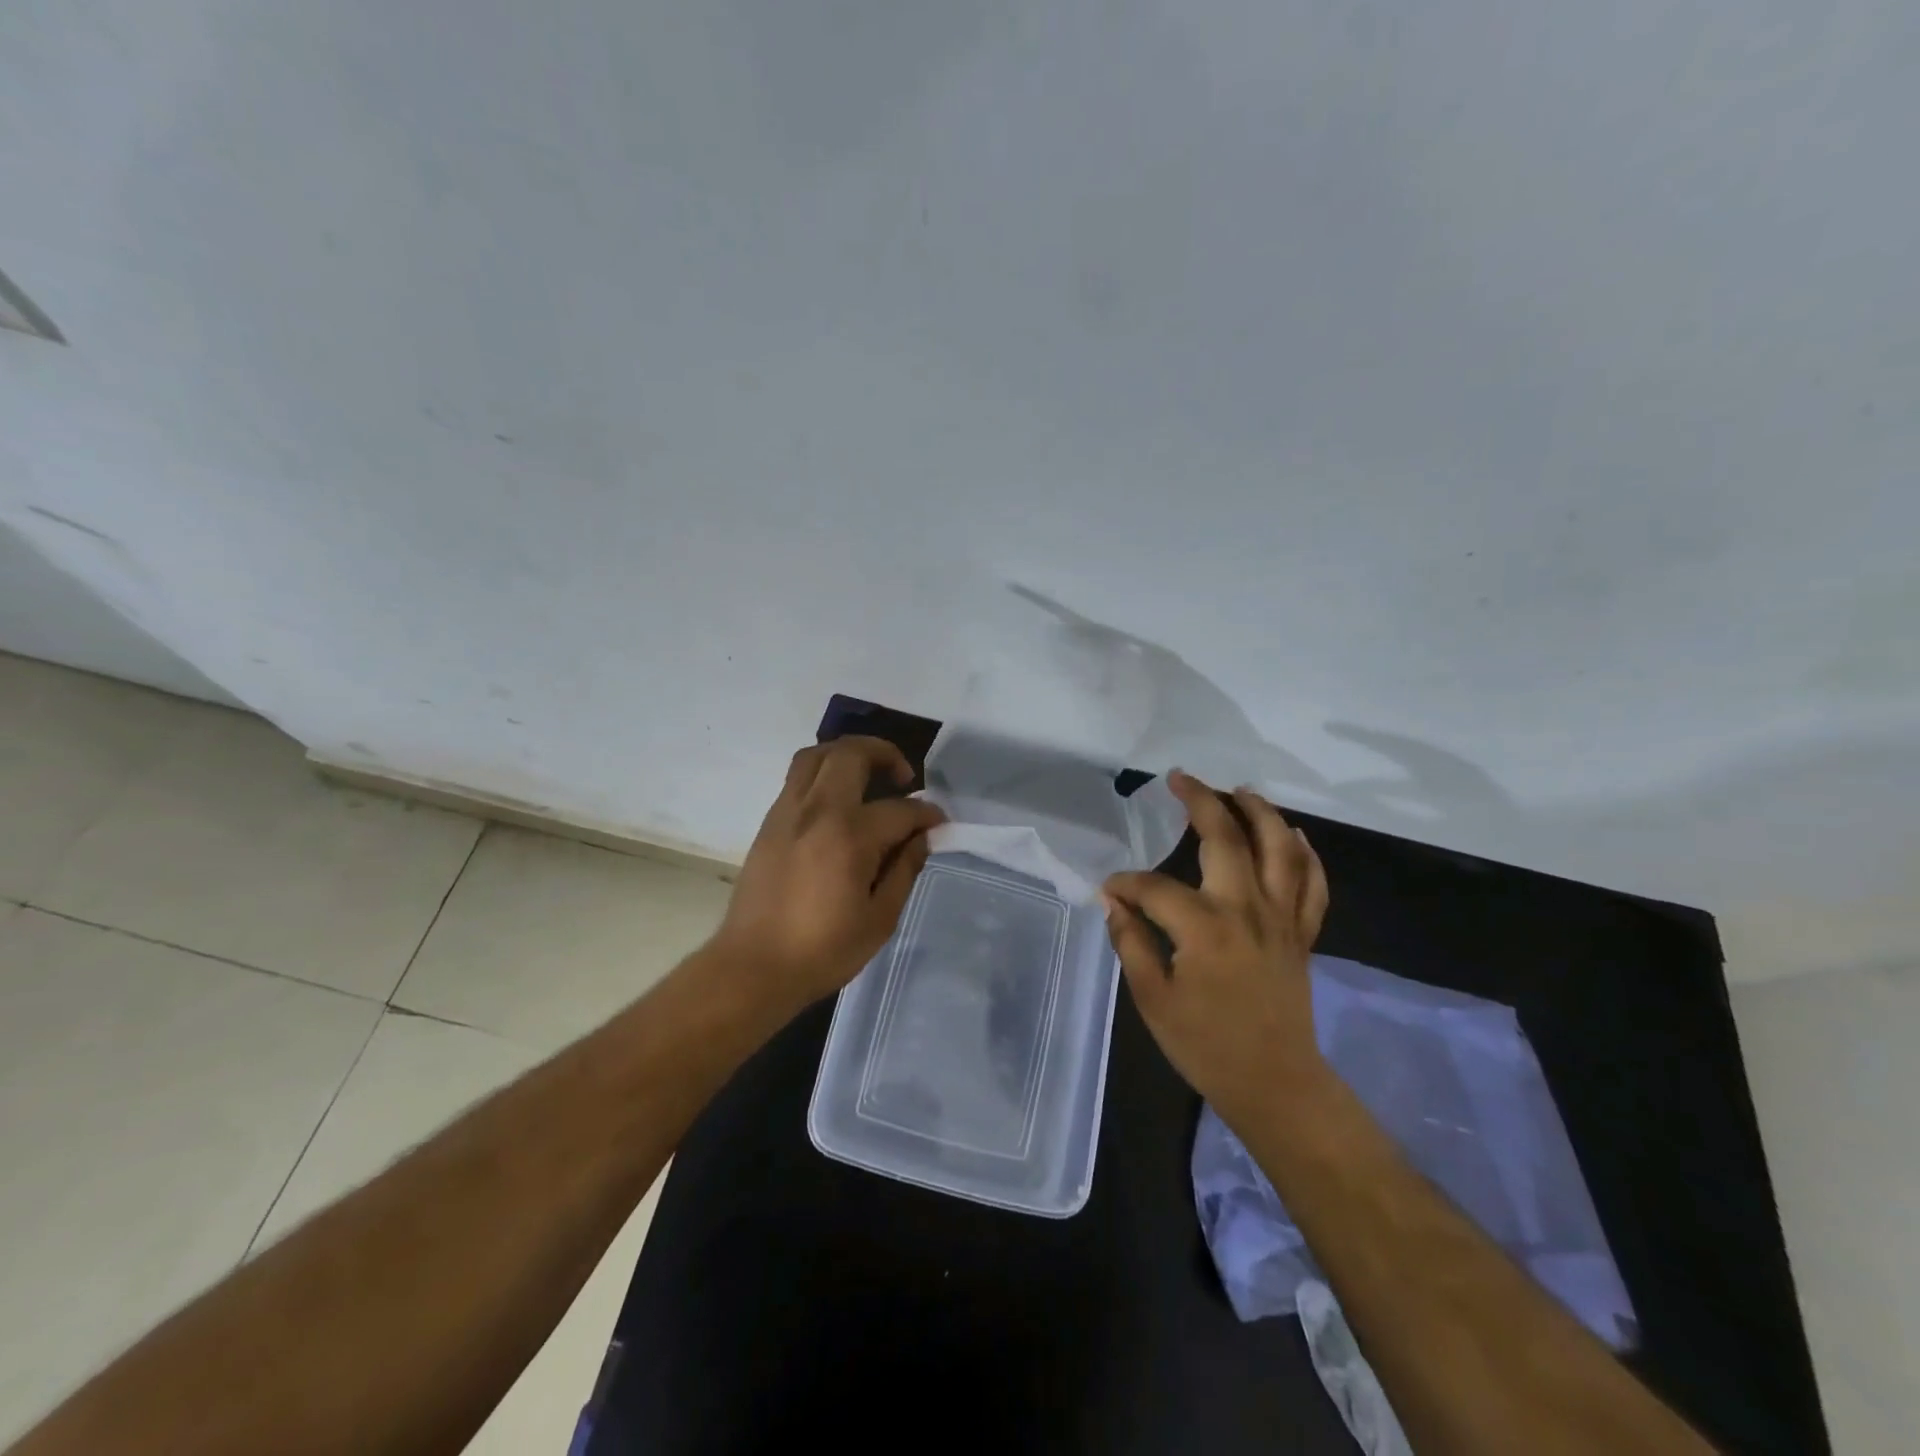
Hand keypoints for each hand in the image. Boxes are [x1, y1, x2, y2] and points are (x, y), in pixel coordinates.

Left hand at [711, 736, 945, 1011]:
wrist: (753, 967)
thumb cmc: (823, 950)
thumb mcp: (879, 919)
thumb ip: (904, 870)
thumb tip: (921, 838)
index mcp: (850, 836)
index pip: (900, 809)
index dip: (927, 814)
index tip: (939, 824)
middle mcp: (817, 810)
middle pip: (852, 753)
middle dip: (886, 754)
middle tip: (905, 778)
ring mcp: (788, 811)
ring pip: (817, 754)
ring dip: (848, 754)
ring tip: (869, 776)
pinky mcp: (770, 822)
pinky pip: (798, 778)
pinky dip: (824, 773)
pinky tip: (839, 803)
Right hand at [1103, 770, 1330, 1125]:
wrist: (1276, 1085)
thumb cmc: (1206, 1046)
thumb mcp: (1153, 998)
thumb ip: (1131, 942)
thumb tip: (1113, 902)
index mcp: (1204, 927)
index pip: (1154, 886)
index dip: (1126, 883)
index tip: (1109, 891)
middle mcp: (1246, 908)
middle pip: (1226, 837)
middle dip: (1200, 800)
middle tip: (1180, 778)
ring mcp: (1281, 918)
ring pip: (1280, 848)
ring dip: (1260, 812)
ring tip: (1240, 790)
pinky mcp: (1302, 934)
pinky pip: (1313, 884)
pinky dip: (1307, 855)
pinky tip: (1294, 835)